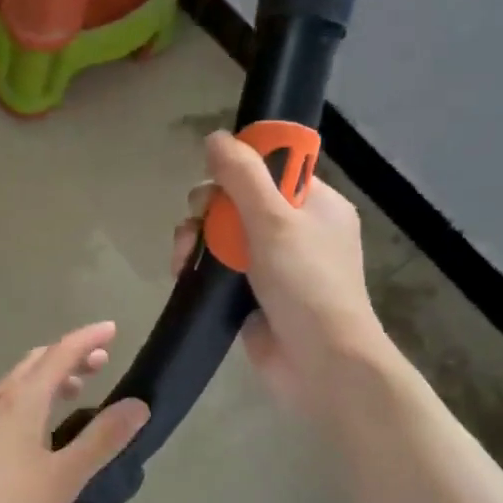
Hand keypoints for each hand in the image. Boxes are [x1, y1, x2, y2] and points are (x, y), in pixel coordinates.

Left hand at [0, 322, 148, 502]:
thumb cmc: (4, 501)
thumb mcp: (63, 476)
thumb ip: (102, 440)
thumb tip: (138, 405)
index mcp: (25, 399)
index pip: (61, 353)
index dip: (88, 338)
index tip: (112, 328)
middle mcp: (0, 399)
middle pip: (38, 362)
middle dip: (70, 355)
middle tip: (100, 361)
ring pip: (19, 382)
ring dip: (49, 376)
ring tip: (74, 389)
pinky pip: (7, 401)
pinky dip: (31, 396)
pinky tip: (34, 426)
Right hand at [172, 131, 391, 415]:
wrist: (320, 364)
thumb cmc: (306, 284)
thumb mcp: (275, 221)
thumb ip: (243, 176)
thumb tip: (215, 138)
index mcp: (315, 205)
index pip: (271, 169)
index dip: (239, 169)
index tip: (217, 182)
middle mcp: (294, 230)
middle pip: (237, 199)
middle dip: (208, 208)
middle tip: (198, 225)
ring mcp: (271, 264)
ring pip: (221, 233)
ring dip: (196, 238)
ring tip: (184, 257)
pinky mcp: (249, 293)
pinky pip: (216, 266)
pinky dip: (198, 265)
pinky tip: (182, 272)